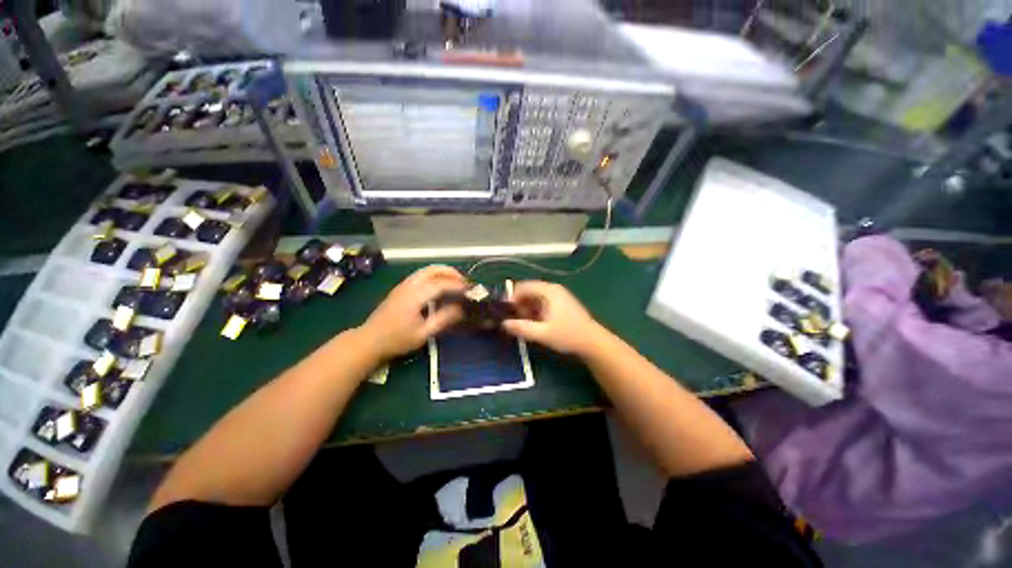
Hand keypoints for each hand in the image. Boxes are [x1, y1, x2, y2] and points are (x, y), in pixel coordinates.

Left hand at [358, 265, 465, 360]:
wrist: (369, 341)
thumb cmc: (397, 340)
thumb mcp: (423, 334)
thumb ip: (443, 319)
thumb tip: (461, 308)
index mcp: (415, 296)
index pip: (441, 284)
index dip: (457, 286)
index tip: (470, 290)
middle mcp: (409, 285)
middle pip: (433, 270)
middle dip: (451, 273)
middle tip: (464, 282)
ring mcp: (403, 285)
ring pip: (426, 270)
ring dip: (443, 272)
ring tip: (455, 283)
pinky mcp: (401, 288)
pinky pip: (421, 275)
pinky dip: (435, 276)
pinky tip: (440, 287)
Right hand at [502, 281, 607, 355]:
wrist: (592, 341)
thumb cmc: (568, 335)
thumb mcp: (543, 334)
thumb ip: (522, 328)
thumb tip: (503, 323)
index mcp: (548, 291)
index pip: (523, 286)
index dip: (511, 297)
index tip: (505, 312)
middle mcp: (552, 288)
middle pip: (528, 291)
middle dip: (519, 304)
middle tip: (515, 320)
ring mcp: (558, 295)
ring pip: (534, 297)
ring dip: (526, 308)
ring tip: (525, 323)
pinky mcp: (560, 302)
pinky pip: (541, 301)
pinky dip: (534, 310)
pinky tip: (535, 323)